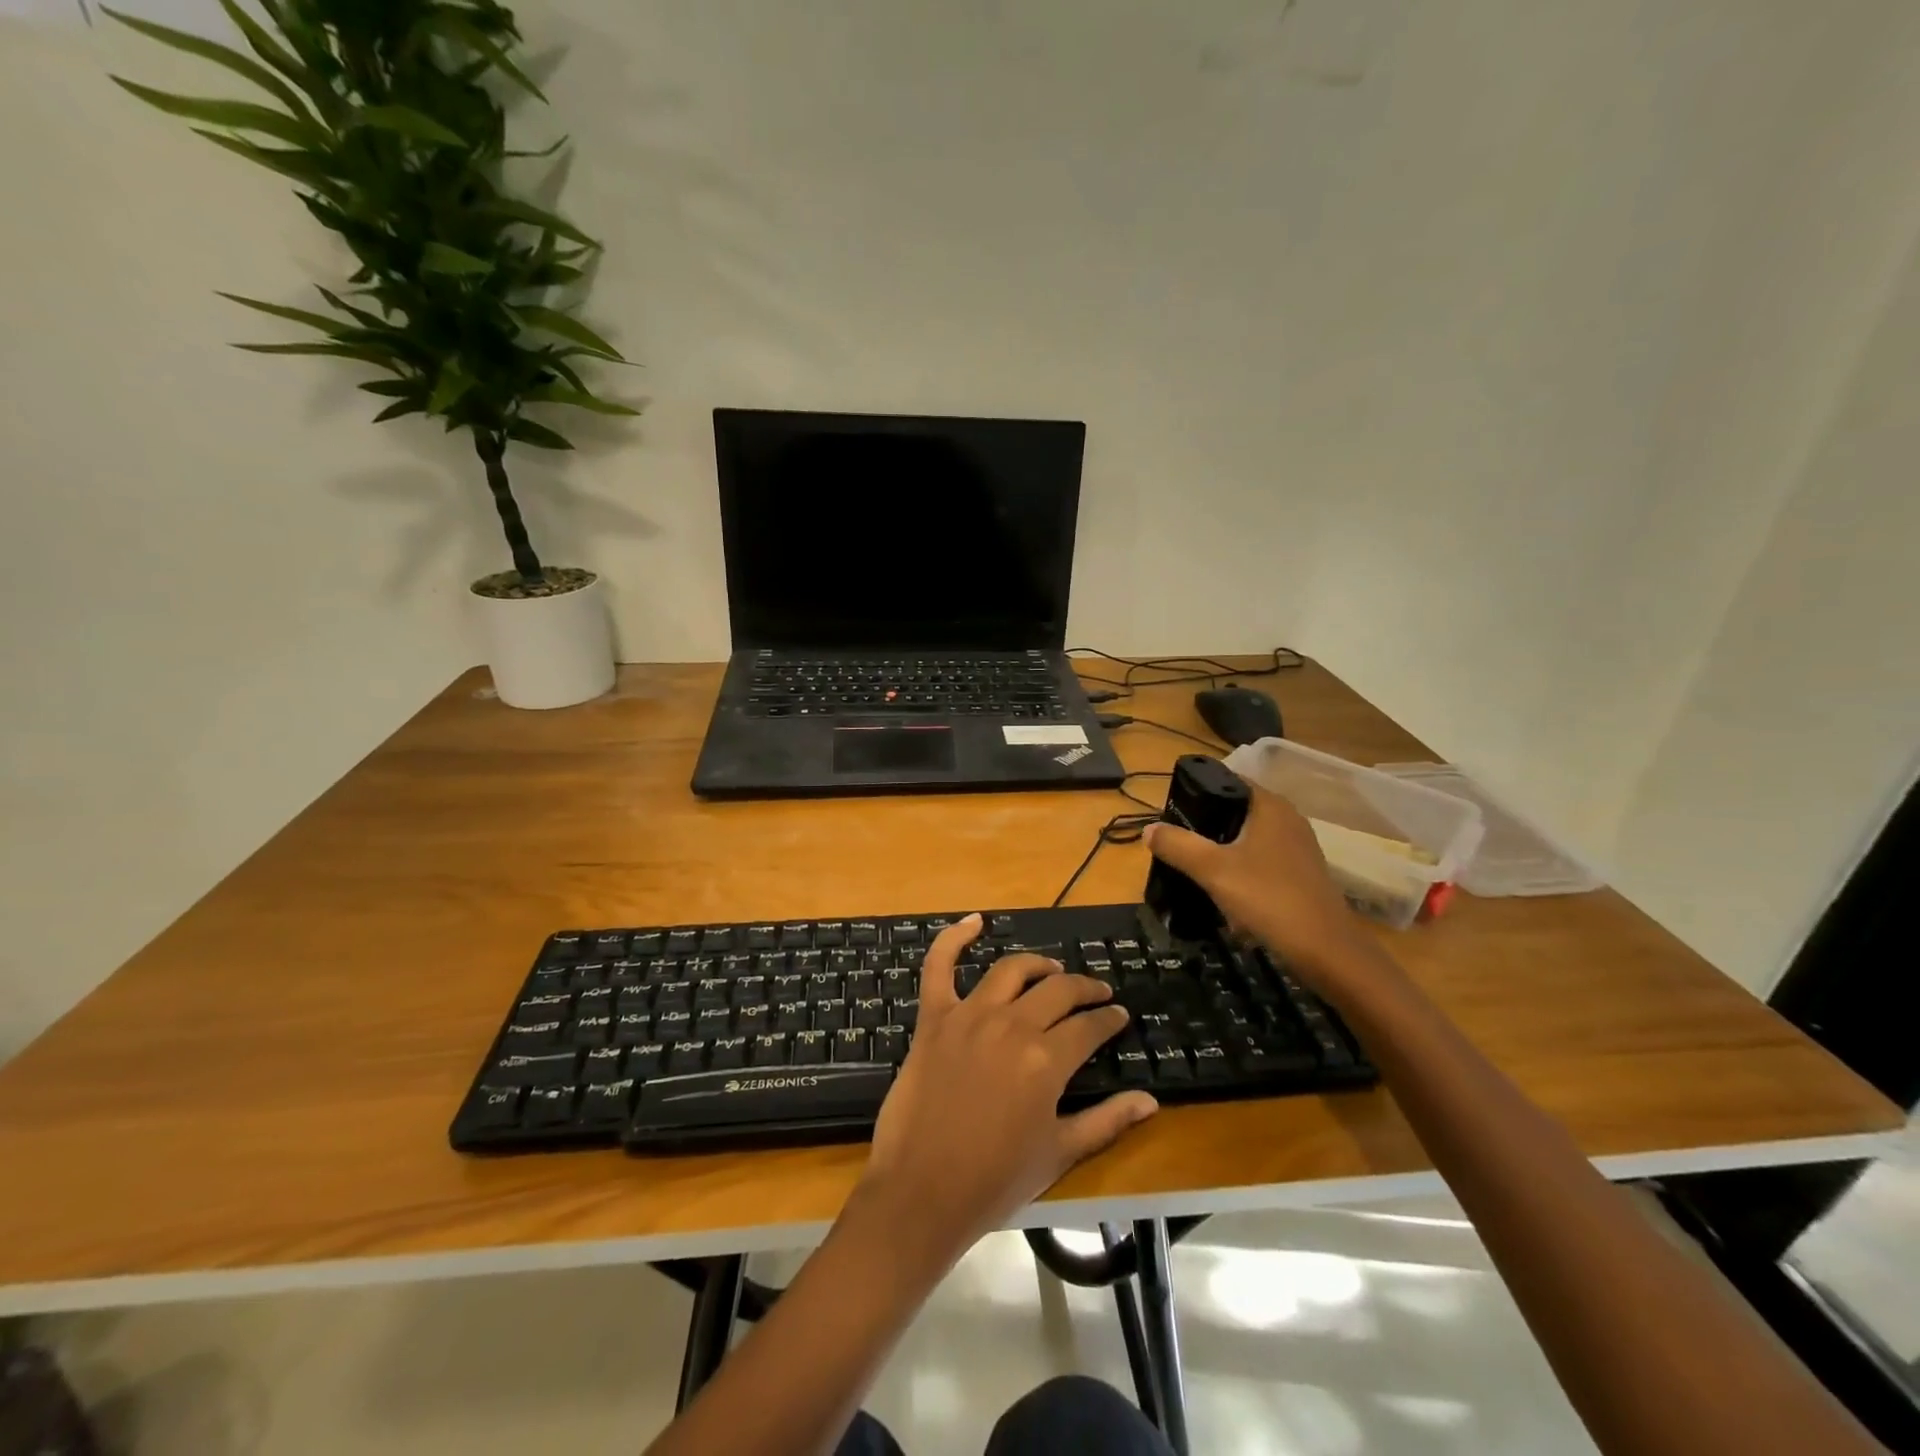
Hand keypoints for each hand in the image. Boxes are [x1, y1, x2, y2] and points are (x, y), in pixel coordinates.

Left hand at [858, 914, 1157, 1264]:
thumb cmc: (995, 1180)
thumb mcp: (1059, 1153)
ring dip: (1038, 965)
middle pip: (1058, 991)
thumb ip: (1106, 1121)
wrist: (922, 1193)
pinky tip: (974, 921)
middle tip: (1097, 993)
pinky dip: (954, 938)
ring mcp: (968, 1016)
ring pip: (1011, 970)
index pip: (1089, 1027)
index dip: (1109, 1019)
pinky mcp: (934, 1017)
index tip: (1119, 1016)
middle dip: (1085, 989)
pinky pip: (940, 966)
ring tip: (1052, 970)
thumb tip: (1150, 1101)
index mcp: (1045, 1060)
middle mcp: (1011, 1025)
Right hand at [1144, 785, 1379, 990]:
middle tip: (1175, 840)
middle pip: (1236, 810)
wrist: (1326, 952)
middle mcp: (1287, 819)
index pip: (1229, 780)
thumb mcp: (1213, 870)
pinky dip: (1240, 869)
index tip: (1170, 809)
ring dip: (1221, 850)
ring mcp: (1298, 848)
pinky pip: (1261, 861)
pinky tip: (1223, 890)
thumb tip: (1148, 829)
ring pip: (1248, 838)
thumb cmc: (1268, 899)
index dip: (1198, 790)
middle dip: (1205, 824)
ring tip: (1192, 865)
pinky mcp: (1301, 875)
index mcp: (1270, 806)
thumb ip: (1178, 845)